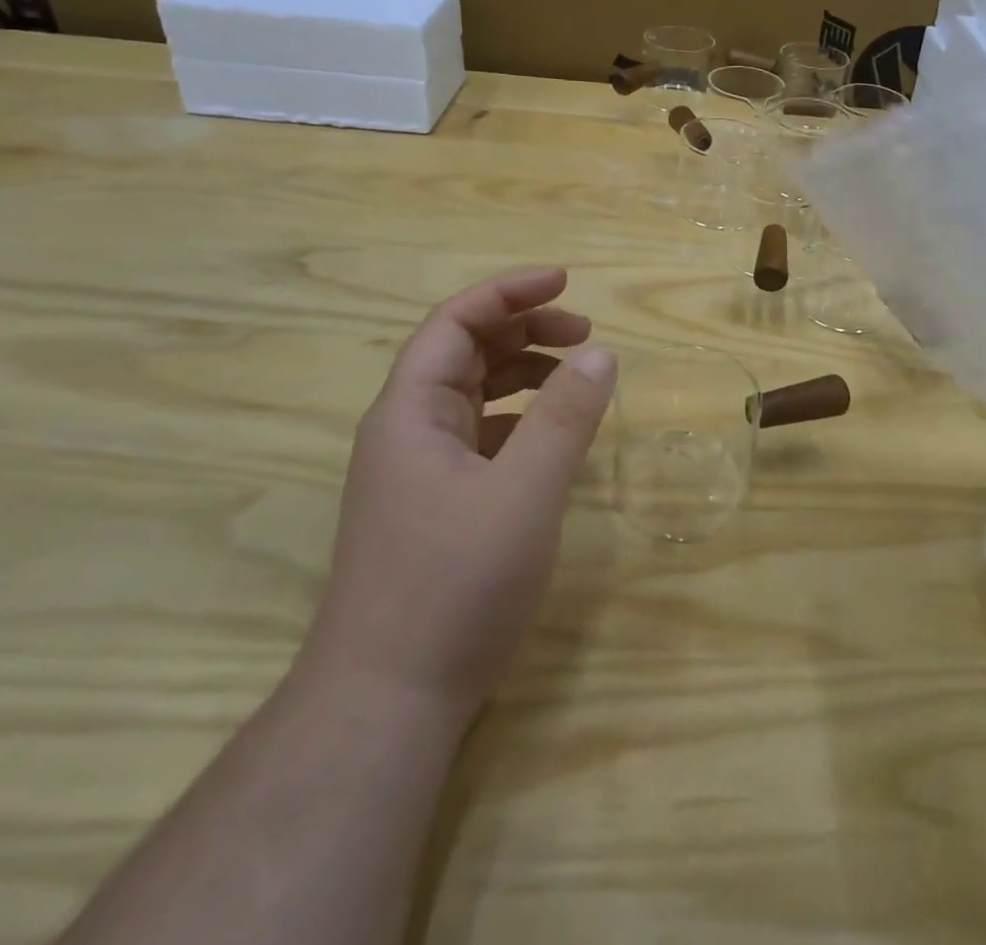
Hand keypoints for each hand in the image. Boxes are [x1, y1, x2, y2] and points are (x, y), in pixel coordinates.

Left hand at [302, 268, 616, 719]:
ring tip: (578, 375)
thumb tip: (601, 353)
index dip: (509, 293)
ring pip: (473, 396)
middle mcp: (407, 432)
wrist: (385, 704)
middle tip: (586, 332)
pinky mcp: (434, 507)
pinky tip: (552, 437)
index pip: (456, 323)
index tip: (566, 281)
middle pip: (464, 353)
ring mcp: (417, 472)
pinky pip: (480, 437)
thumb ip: (565, 418)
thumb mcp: (524, 494)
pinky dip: (520, 419)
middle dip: (525, 330)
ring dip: (524, 373)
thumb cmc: (453, 587)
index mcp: (411, 412)